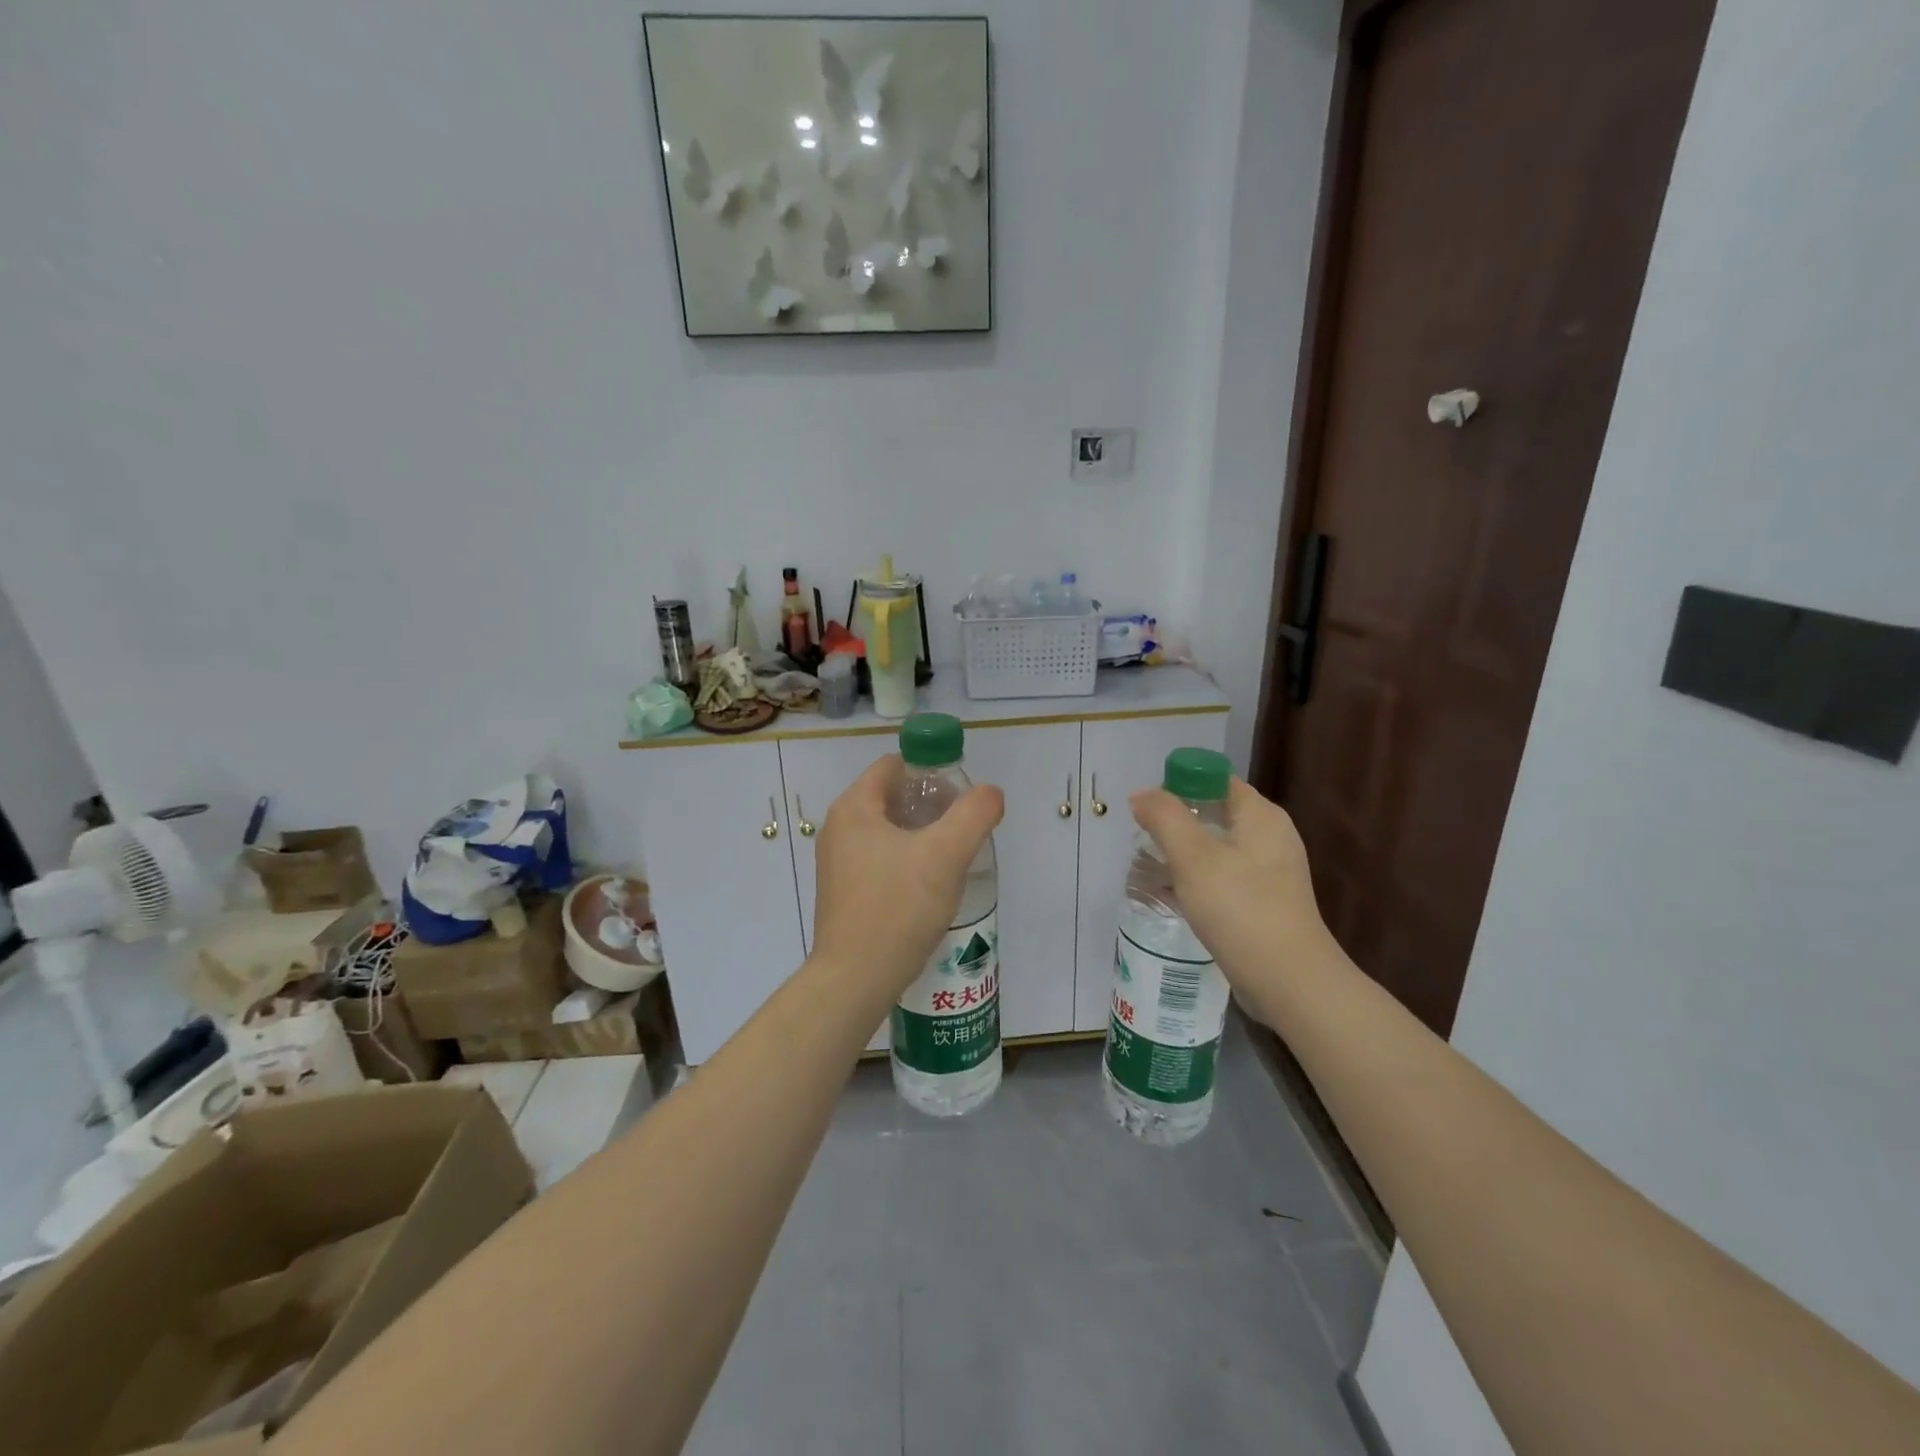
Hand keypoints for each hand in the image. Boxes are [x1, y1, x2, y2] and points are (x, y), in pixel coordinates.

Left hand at [812, 756, 1004, 996]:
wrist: (856, 979)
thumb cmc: (898, 907)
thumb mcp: (946, 854)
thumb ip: (974, 814)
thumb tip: (990, 793)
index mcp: (854, 808)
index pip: (894, 766)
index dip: (931, 772)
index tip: (960, 799)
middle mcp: (838, 828)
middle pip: (891, 797)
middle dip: (930, 806)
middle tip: (963, 828)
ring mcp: (837, 862)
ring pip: (888, 831)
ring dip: (921, 836)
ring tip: (953, 858)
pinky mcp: (844, 892)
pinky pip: (880, 860)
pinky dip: (906, 861)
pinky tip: (930, 886)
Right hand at [1128, 779, 1331, 988]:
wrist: (1289, 982)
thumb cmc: (1240, 909)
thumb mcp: (1193, 857)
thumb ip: (1165, 818)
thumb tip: (1141, 795)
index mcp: (1261, 816)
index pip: (1216, 780)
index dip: (1179, 786)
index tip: (1147, 810)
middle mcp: (1270, 837)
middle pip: (1214, 813)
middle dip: (1175, 823)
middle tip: (1142, 839)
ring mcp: (1270, 872)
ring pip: (1216, 848)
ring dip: (1182, 854)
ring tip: (1149, 868)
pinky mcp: (1264, 902)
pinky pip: (1223, 878)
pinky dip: (1196, 880)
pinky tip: (1171, 896)